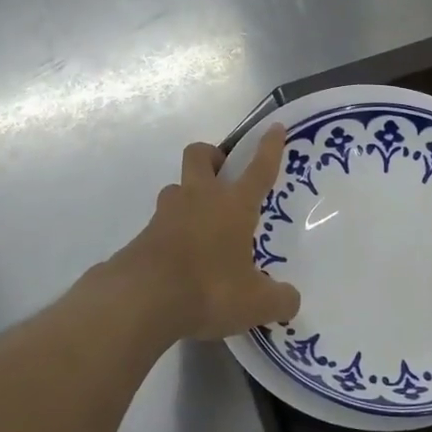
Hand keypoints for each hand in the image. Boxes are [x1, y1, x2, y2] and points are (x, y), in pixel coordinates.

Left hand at [112, 127, 301, 344]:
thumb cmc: (209, 289)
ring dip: (188, 197)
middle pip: (201, 155)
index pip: (258, 169)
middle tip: (224, 176)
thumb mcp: (256, 304)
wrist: (141, 300)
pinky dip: (172, 234)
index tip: (274, 127)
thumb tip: (290, 300)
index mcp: (233, 205)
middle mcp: (199, 199)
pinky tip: (181, 261)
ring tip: (202, 226)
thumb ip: (279, 300)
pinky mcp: (142, 235)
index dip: (269, 147)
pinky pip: (161, 224)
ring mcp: (166, 214)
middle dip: (213, 157)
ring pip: (177, 188)